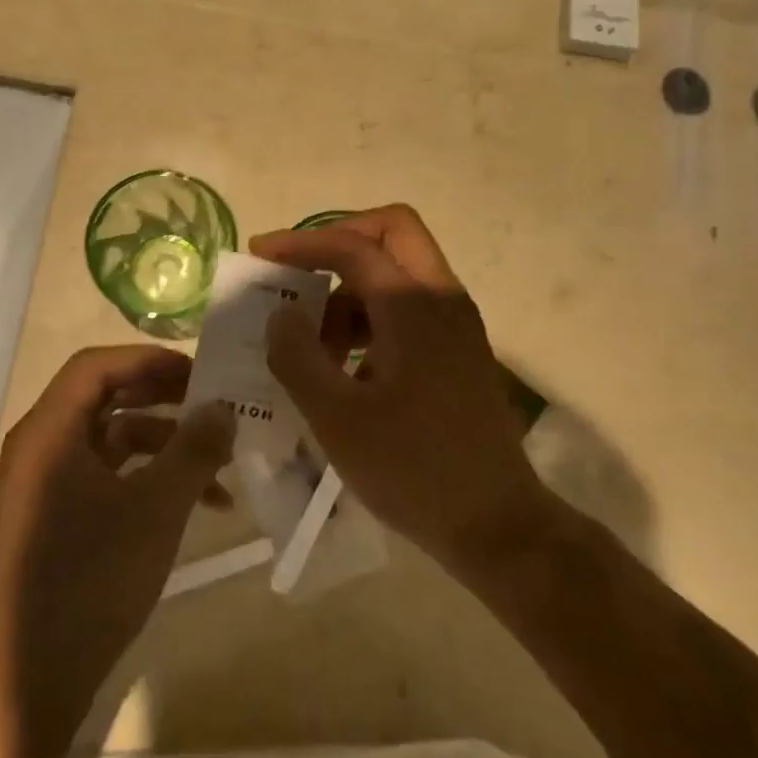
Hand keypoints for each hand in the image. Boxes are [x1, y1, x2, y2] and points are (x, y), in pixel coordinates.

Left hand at [0, 346, 233, 757]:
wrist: (26, 684)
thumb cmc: (90, 580)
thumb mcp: (156, 509)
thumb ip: (194, 450)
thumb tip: (224, 408)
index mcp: (49, 432)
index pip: (97, 365)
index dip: (150, 360)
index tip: (200, 372)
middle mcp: (40, 449)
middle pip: (105, 398)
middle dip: (163, 398)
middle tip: (213, 403)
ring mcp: (44, 488)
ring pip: (110, 441)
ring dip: (164, 444)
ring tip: (219, 462)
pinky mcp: (54, 522)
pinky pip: (104, 478)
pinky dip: (147, 479)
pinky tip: (195, 504)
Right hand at [250, 205, 546, 566]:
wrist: (496, 524)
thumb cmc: (413, 469)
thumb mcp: (337, 418)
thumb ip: (298, 357)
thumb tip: (281, 314)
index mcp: (413, 306)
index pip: (353, 246)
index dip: (302, 243)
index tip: (260, 253)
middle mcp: (442, 299)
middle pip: (392, 233)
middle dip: (339, 241)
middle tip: (298, 271)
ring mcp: (456, 325)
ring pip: (399, 274)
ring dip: (350, 291)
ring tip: (312, 344)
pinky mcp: (459, 351)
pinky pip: (409, 309)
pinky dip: (370, 318)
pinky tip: (344, 368)